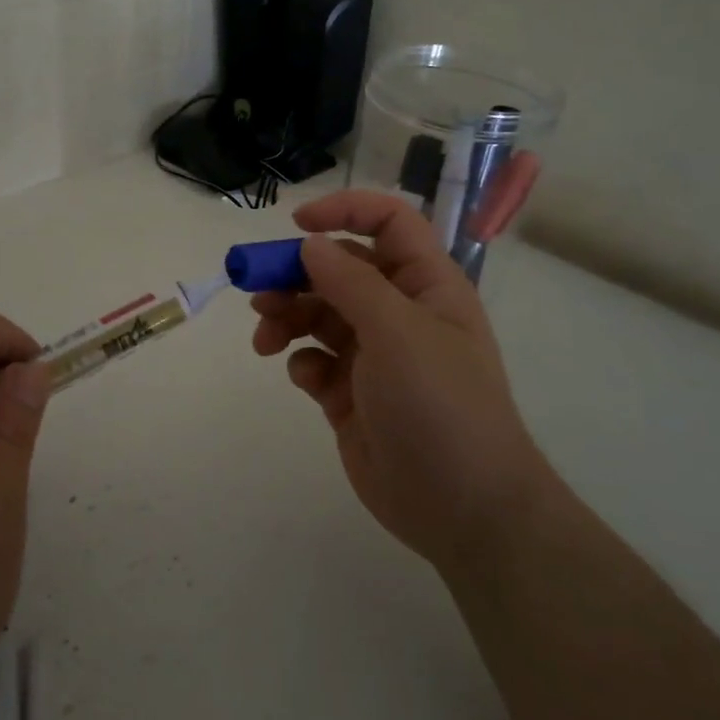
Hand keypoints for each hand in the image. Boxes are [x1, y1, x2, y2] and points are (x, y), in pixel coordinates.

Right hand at [251, 191, 550, 571]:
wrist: (463, 507)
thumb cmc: (440, 405)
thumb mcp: (397, 332)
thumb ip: (350, 283)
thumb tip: (310, 245)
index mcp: (425, 285)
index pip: (389, 223)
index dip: (346, 211)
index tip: (296, 224)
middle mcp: (399, 312)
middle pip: (340, 269)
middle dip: (296, 274)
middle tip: (257, 289)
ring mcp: (374, 355)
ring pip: (319, 315)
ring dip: (287, 317)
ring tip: (266, 339)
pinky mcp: (351, 394)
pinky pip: (315, 361)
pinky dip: (302, 362)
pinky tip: (305, 379)